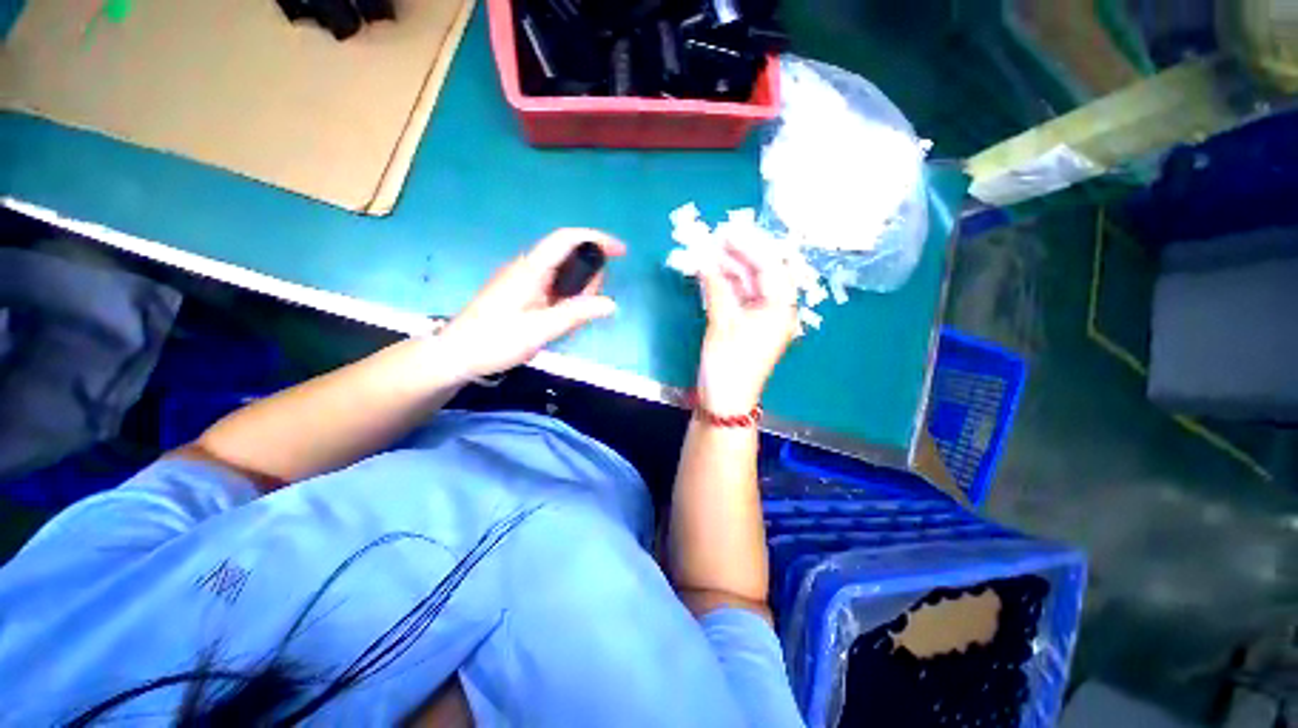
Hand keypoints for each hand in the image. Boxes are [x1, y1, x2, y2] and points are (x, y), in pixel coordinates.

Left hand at [437, 229, 624, 379]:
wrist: (456, 354)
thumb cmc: (495, 341)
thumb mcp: (540, 330)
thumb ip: (576, 314)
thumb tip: (611, 304)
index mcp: (530, 269)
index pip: (566, 239)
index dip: (596, 238)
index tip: (621, 251)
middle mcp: (527, 268)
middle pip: (567, 256)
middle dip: (588, 275)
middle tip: (592, 306)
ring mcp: (522, 280)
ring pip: (561, 274)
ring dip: (577, 291)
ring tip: (575, 319)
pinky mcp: (520, 293)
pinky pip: (552, 287)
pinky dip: (566, 298)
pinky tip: (563, 319)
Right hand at [695, 243, 797, 413]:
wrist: (724, 401)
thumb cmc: (729, 363)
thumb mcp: (722, 322)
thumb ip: (716, 287)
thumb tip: (704, 258)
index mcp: (779, 309)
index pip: (770, 267)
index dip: (750, 246)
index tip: (729, 231)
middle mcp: (774, 309)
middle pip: (759, 273)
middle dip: (738, 254)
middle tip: (715, 237)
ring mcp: (758, 317)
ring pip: (746, 284)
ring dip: (728, 268)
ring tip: (707, 250)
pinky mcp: (744, 325)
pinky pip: (736, 297)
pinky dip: (723, 284)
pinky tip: (708, 272)